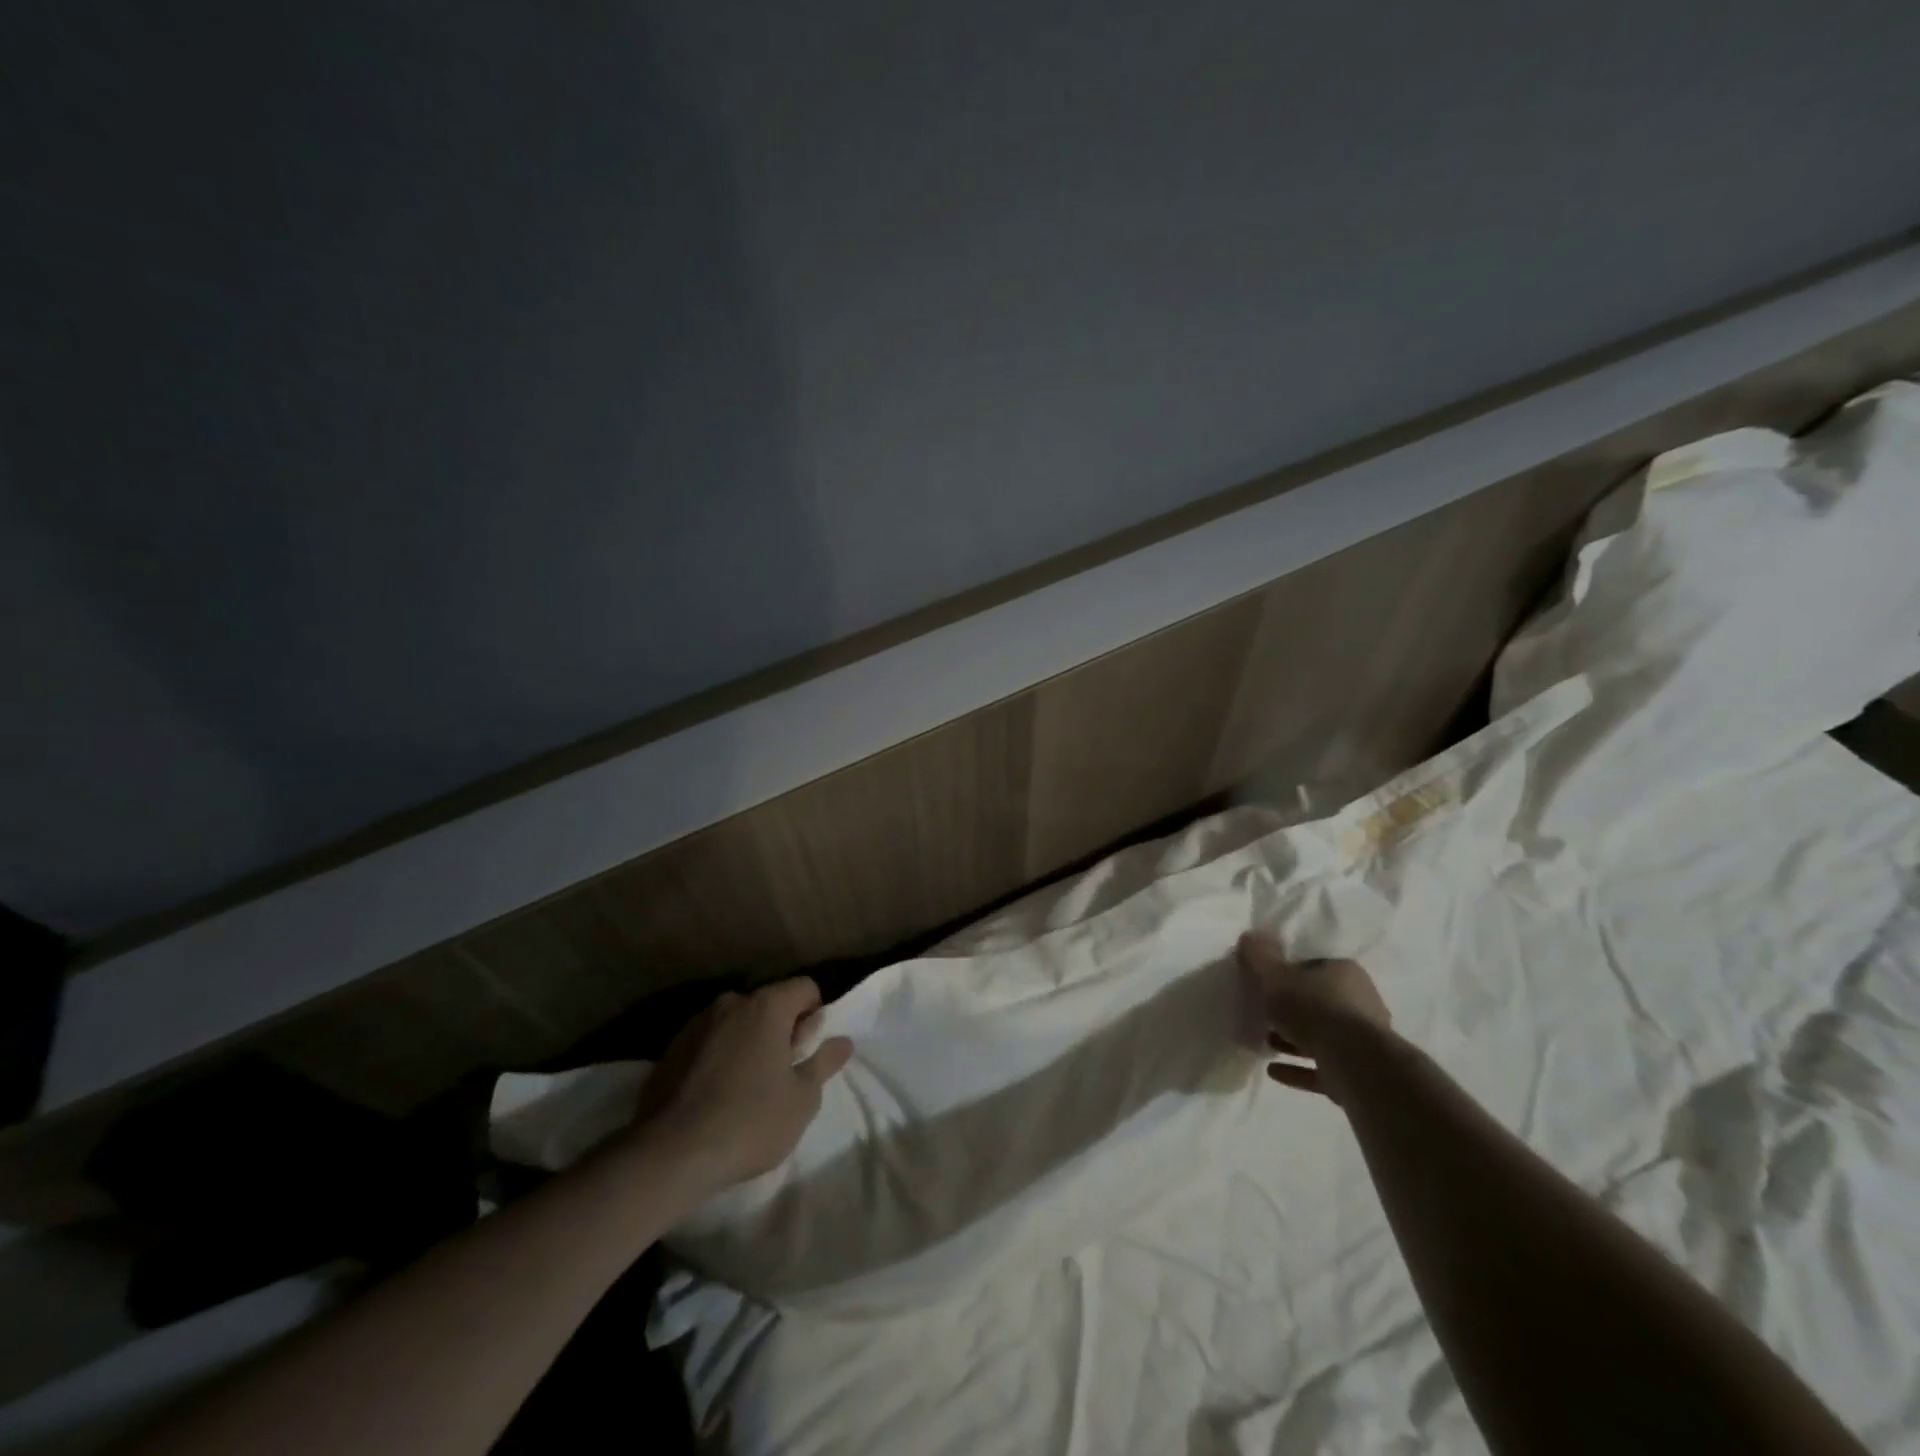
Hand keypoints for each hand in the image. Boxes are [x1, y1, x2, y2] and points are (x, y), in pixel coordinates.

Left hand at [635, 977, 853, 1192]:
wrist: (670, 1154)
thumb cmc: (750, 1121)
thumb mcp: (802, 1099)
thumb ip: (824, 1062)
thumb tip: (843, 1041)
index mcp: (767, 1006)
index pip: (805, 987)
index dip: (814, 1015)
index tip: (806, 1052)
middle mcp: (731, 1002)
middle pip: (769, 1004)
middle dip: (780, 1030)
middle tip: (780, 1075)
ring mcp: (696, 1024)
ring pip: (736, 1023)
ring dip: (747, 1043)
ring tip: (744, 1089)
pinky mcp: (670, 1049)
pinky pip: (708, 1042)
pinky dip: (718, 1057)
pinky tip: (714, 1096)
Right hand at [1238, 931, 1392, 1099]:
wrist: (1355, 1064)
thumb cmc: (1313, 1009)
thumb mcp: (1274, 975)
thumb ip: (1259, 956)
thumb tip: (1249, 936)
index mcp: (1344, 973)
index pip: (1312, 967)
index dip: (1285, 974)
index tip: (1264, 985)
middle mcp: (1360, 1002)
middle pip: (1317, 1002)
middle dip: (1288, 1010)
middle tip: (1261, 1015)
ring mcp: (1362, 1041)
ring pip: (1320, 1036)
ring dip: (1291, 1041)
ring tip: (1264, 1043)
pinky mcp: (1359, 1073)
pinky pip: (1322, 1067)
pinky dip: (1298, 1068)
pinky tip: (1273, 1071)